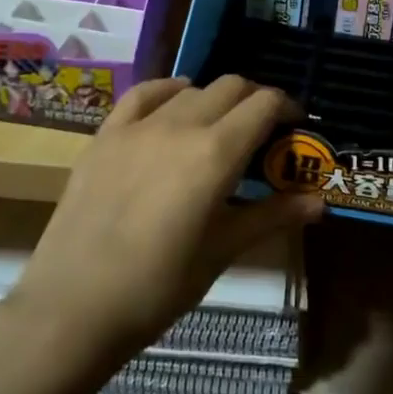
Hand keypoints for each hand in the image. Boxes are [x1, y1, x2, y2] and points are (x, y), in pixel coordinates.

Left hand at [10, 76, 321, 361]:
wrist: (73, 306)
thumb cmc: (159, 286)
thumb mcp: (222, 251)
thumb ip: (272, 216)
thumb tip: (319, 202)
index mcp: (216, 153)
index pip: (263, 104)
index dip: (286, 107)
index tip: (294, 126)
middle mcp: (181, 125)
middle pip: (230, 87)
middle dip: (254, 101)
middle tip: (261, 133)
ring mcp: (138, 126)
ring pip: (190, 88)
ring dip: (214, 99)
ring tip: (217, 128)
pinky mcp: (105, 135)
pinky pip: (143, 94)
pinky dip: (168, 91)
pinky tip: (174, 105)